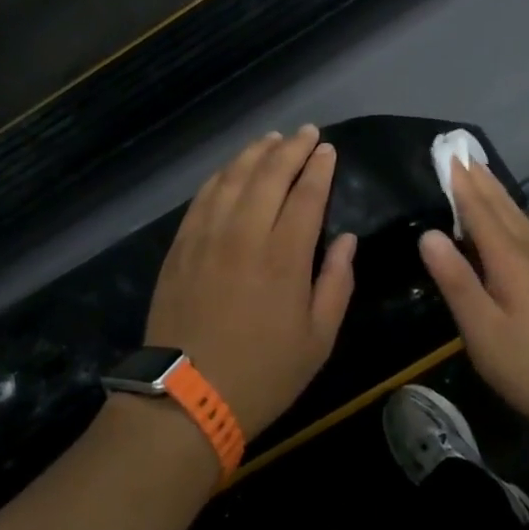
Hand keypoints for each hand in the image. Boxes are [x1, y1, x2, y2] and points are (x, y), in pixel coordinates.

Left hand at [145, 126, 356, 438]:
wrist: (186, 398)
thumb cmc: (263, 373)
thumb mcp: (318, 340)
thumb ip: (337, 283)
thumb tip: (348, 239)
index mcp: (285, 257)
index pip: (306, 195)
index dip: (319, 168)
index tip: (327, 149)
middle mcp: (245, 234)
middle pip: (269, 174)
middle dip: (291, 148)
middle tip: (306, 132)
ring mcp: (207, 236)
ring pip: (233, 177)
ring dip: (255, 153)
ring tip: (271, 139)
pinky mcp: (181, 245)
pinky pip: (203, 196)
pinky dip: (221, 175)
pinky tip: (231, 168)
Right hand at [418, 157, 528, 433]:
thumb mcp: (483, 329)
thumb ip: (456, 281)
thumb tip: (427, 234)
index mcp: (510, 260)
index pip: (479, 212)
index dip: (460, 184)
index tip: (445, 155)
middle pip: (501, 207)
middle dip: (479, 179)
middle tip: (460, 152)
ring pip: (516, 218)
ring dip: (496, 192)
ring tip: (480, 173)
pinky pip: (524, 232)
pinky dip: (508, 214)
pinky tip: (506, 221)